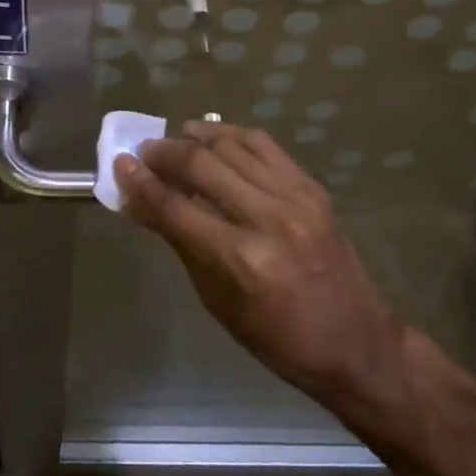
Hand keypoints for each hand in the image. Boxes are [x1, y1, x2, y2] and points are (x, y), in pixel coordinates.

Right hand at [115, 122, 410, 406]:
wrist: (355, 340)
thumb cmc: (278, 338)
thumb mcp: (219, 302)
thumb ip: (182, 244)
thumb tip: (144, 203)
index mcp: (240, 261)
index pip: (175, 209)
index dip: (141, 183)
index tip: (120, 163)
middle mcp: (267, 220)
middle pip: (201, 166)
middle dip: (165, 153)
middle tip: (145, 152)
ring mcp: (295, 198)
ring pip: (232, 146)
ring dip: (197, 137)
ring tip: (176, 138)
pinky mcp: (312, 188)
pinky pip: (264, 146)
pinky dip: (233, 135)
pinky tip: (214, 136)